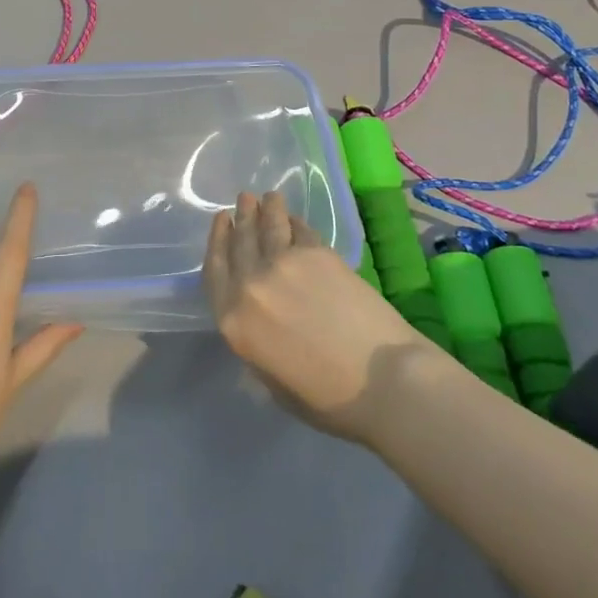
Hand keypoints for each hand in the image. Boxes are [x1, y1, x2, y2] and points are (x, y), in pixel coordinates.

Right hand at [205, 191, 433, 446]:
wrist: (383, 380)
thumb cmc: (329, 399)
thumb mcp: (274, 382)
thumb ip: (256, 344)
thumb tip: (258, 322)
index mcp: (233, 320)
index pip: (215, 270)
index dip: (217, 241)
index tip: (221, 221)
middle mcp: (250, 285)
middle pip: (240, 242)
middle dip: (240, 217)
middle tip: (243, 200)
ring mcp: (283, 264)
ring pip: (268, 226)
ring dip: (266, 208)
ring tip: (267, 197)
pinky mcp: (317, 253)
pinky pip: (299, 230)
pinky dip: (295, 222)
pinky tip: (294, 219)